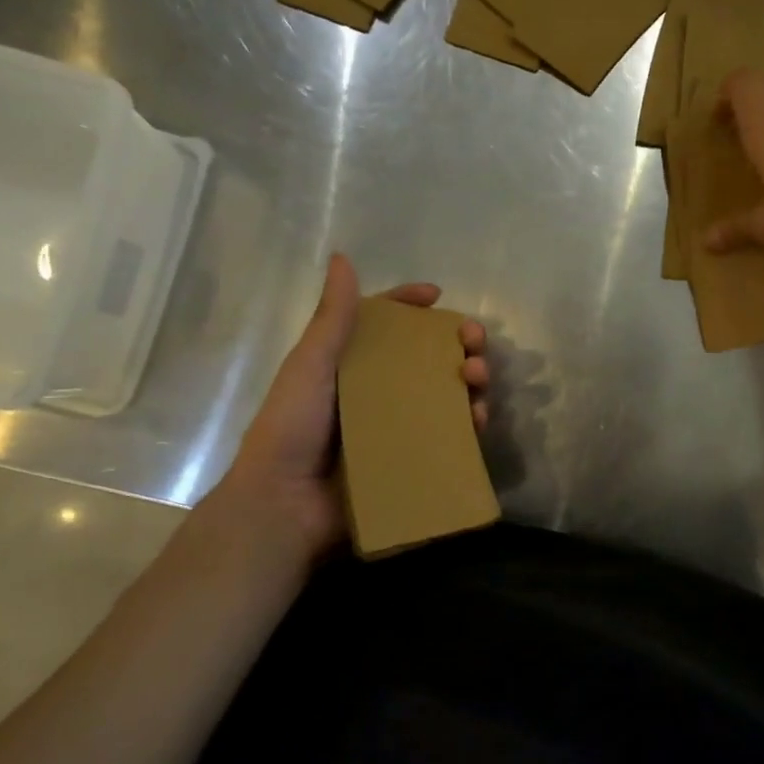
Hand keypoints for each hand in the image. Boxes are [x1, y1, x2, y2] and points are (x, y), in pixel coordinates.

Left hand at [216, 254, 489, 560]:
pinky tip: (479, 419)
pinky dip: (468, 424)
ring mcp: (396, 427)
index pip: (384, 325)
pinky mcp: (410, 459)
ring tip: (478, 379)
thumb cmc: (291, 428)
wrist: (284, 505)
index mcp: (348, 365)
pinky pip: (448, 436)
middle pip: (426, 358)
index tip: (437, 296)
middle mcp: (376, 392)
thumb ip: (332, 318)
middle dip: (457, 344)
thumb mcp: (310, 367)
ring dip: (470, 381)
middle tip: (475, 343)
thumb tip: (342, 258)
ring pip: (445, 395)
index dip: (410, 306)